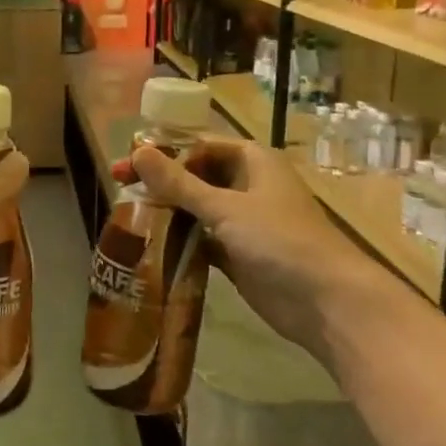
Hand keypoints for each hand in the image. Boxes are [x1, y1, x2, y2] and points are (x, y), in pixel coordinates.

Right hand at [126, 136, 373, 355]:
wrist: (326, 301)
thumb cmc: (280, 240)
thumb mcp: (225, 208)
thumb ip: (179, 183)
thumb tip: (137, 152)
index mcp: (252, 161)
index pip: (199, 144)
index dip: (163, 150)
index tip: (127, 160)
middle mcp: (247, 185)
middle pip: (196, 175)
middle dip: (161, 181)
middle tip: (119, 186)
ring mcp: (244, 221)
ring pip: (197, 208)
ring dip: (167, 211)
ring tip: (127, 215)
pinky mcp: (238, 253)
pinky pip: (202, 239)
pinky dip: (180, 239)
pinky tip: (149, 244)